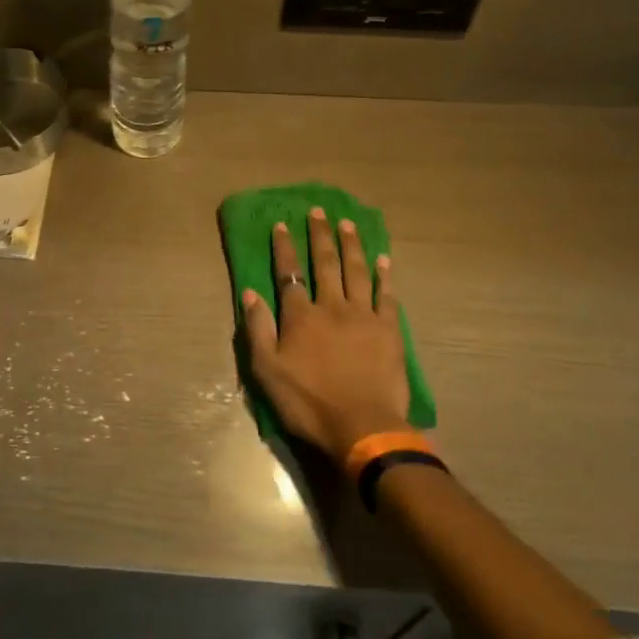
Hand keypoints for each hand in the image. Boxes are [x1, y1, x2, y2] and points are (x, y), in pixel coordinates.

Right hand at [240, 207, 409, 463]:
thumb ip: (258, 329)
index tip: (282, 224)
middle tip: (319, 211)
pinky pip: (386, 295)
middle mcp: (332, 307)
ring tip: (347, 223)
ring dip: (351, 245)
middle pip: (325, 264)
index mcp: (300, 317)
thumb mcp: (267, 371)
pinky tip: (383, 259)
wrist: (363, 427)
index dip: (284, 248)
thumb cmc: (308, 402)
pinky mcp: (388, 330)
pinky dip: (384, 275)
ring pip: (356, 271)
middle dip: (320, 235)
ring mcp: (363, 316)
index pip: (289, 274)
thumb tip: (250, 292)